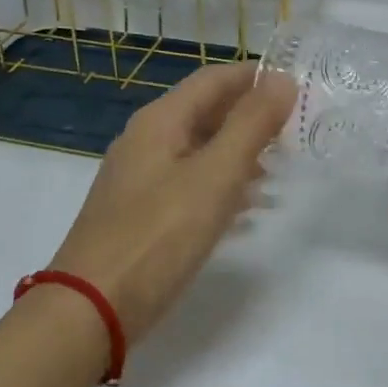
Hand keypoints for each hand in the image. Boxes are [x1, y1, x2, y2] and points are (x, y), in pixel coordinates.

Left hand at [51, 61, 294, 343]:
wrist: (89, 309)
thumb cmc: (157, 236)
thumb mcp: (214, 176)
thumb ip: (250, 126)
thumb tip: (282, 80)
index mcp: (160, 120)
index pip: (214, 79)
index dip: (255, 77)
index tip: (298, 86)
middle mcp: (146, 140)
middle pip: (205, 111)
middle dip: (250, 115)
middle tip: (295, 129)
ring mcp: (139, 177)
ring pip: (198, 148)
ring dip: (239, 150)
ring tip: (279, 166)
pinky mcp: (139, 212)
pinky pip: (188, 182)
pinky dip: (220, 183)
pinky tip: (245, 206)